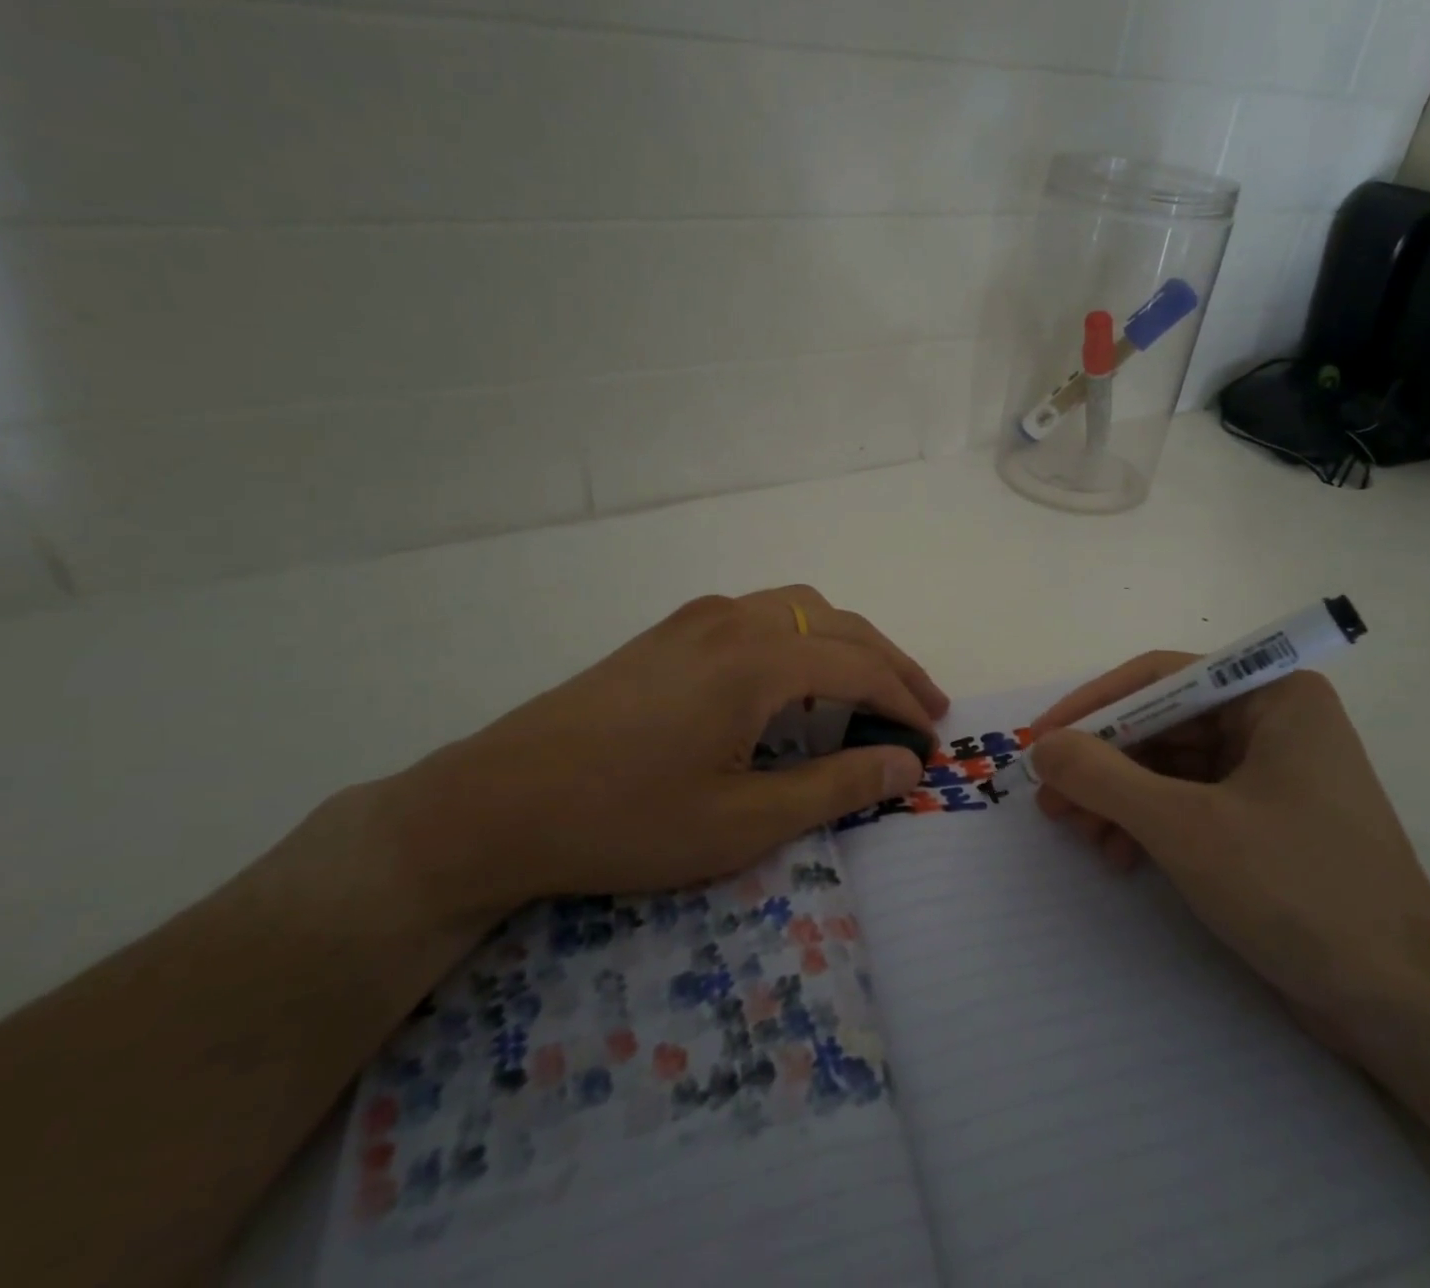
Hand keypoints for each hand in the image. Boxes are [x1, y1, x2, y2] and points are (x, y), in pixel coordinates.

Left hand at [376, 586, 946, 919]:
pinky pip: (760, 615)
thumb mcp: (743, 821)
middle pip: (837, 624)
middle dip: (889, 663)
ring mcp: (697, 619)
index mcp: (757, 660)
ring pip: (799, 608)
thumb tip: (907, 763)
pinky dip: (803, 636)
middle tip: (923, 706)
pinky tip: (797, 676)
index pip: (859, 666)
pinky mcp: (669, 632)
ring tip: (871, 685)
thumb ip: (835, 786)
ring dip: (846, 641)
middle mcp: (733, 620)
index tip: (934, 737)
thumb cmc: (625, 821)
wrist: (495, 805)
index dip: (905, 701)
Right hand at [1028, 660, 1429, 1028]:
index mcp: (1272, 695)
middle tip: (1049, 799)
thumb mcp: (1184, 826)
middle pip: (1162, 725)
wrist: (1401, 1006)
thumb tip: (1043, 746)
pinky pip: (1190, 802)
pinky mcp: (1267, 820)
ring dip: (1119, 799)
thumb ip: (1103, 776)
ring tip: (1078, 834)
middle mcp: (1273, 721)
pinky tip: (1119, 857)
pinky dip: (1149, 824)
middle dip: (1102, 764)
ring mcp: (1272, 772)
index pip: (1161, 679)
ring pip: (1170, 766)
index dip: (1093, 706)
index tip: (1041, 740)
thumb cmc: (1296, 889)